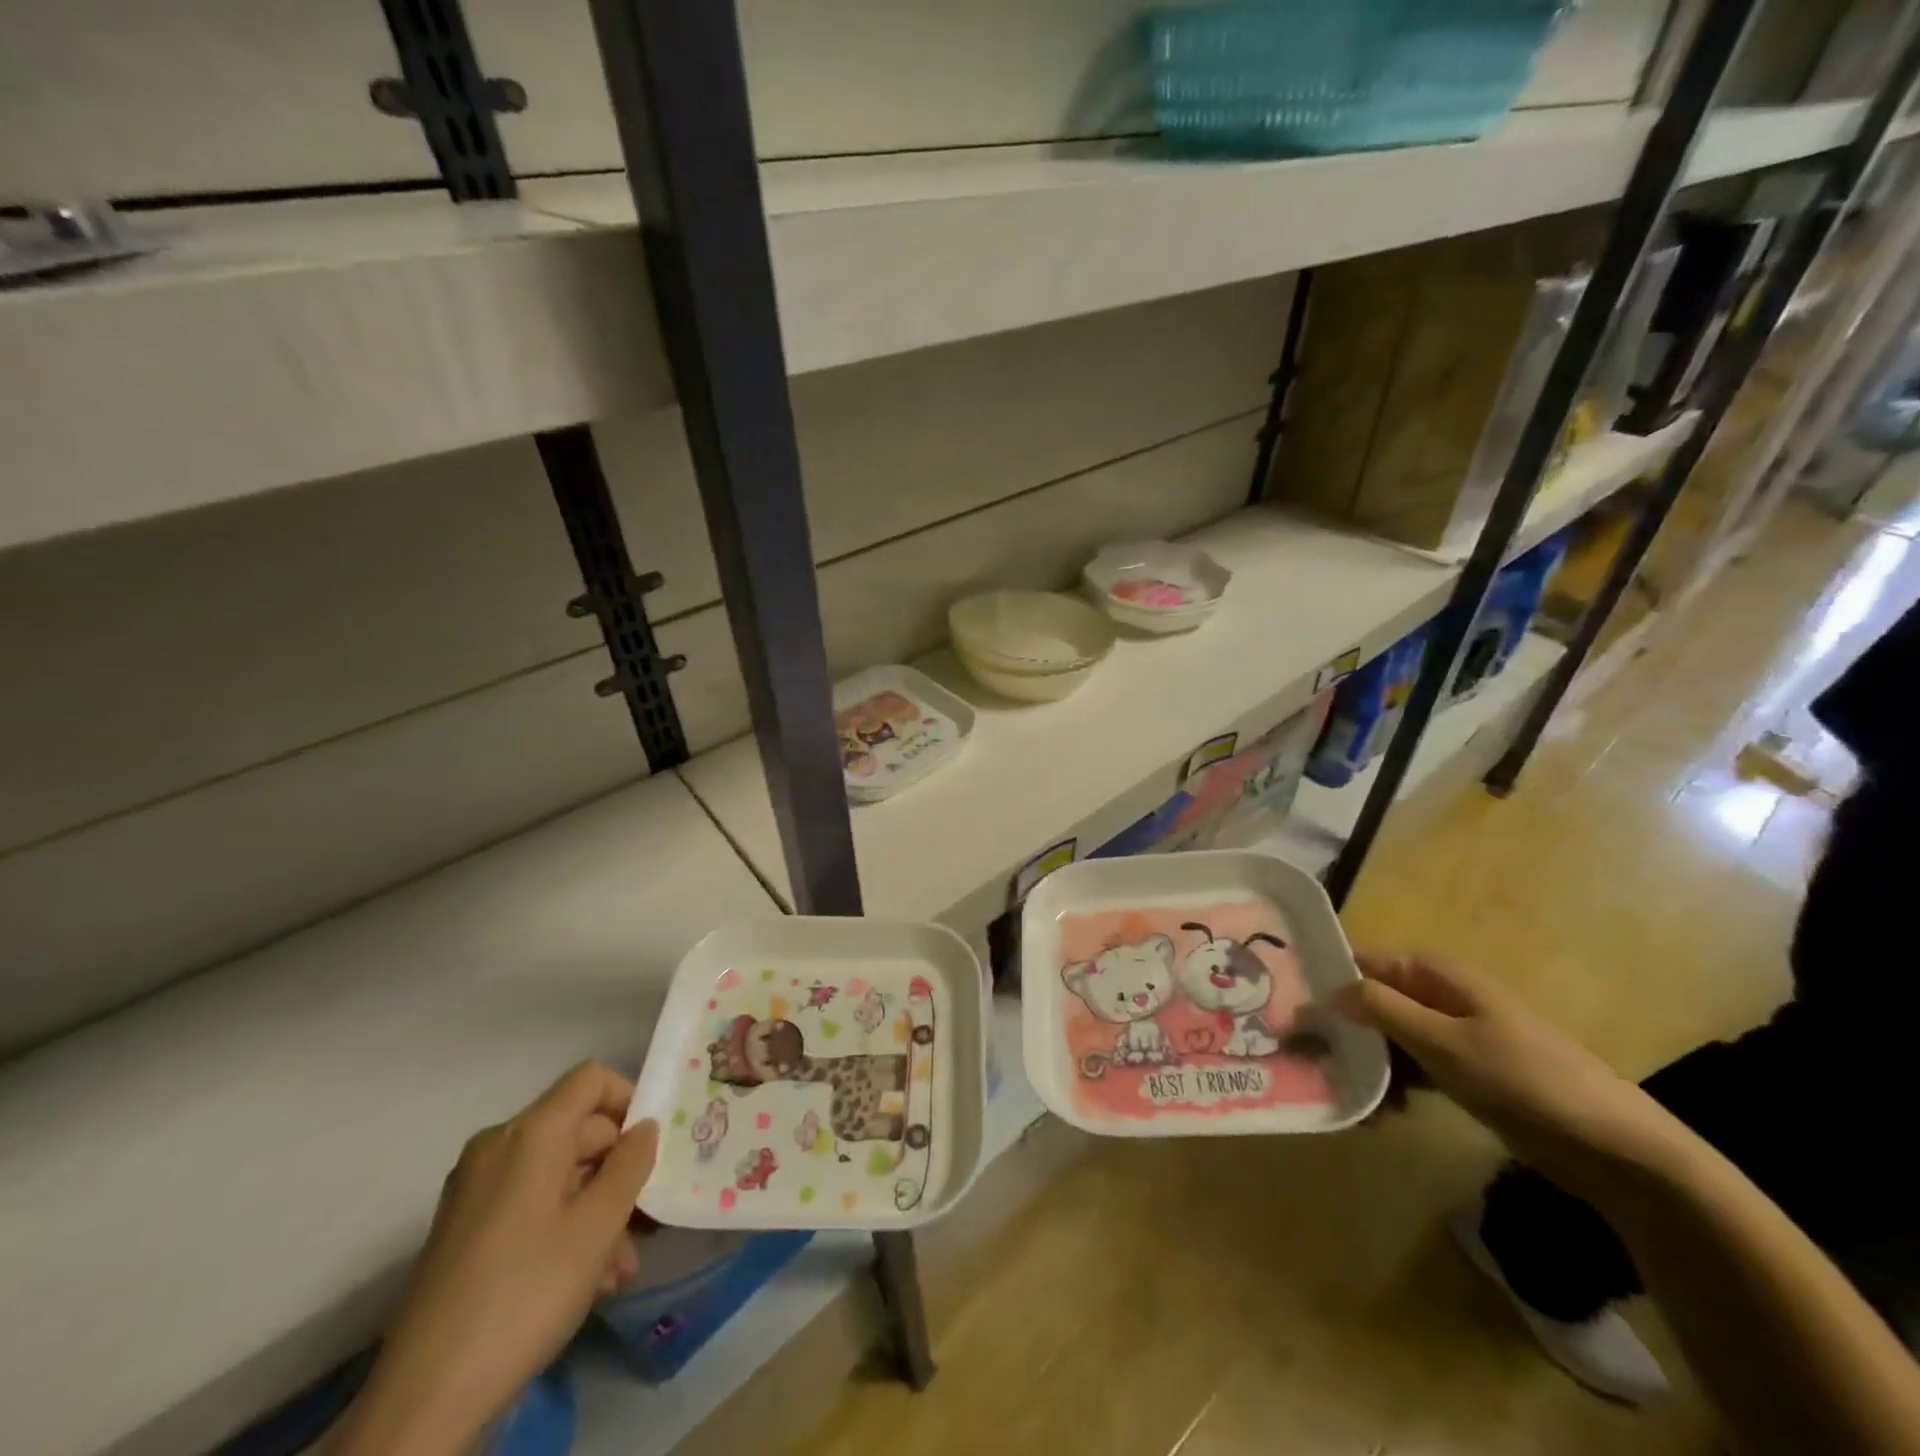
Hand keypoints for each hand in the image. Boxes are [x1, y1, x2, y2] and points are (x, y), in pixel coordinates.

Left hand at [330, 1063, 658, 1455]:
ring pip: (557, 1175)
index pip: (591, 1079)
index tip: (651, 1145)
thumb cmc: (527, 1291)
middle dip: (618, 1170)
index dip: (629, 1099)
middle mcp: (497, 1147)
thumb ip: (632, 1164)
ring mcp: (474, 1190)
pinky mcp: (463, 1231)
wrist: (425, 1399)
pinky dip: (563, 1226)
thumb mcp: (599, 1225)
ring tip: (621, 1266)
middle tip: (646, 1219)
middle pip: (577, 1129)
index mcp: (530, 1132)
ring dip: (596, 1208)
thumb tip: (644, 1128)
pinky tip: (588, 1278)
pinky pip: (529, 1204)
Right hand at [1334, 954, 1684, 1196]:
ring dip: (1367, 1064)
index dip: (1329, 979)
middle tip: (1310, 1060)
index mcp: (1437, 975)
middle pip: (1374, 1002)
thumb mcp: (1443, 1042)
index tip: (1292, 1007)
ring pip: (1391, 1039)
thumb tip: (1329, 988)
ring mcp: (1455, 1036)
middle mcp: (1442, 997)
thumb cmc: (1522, 1080)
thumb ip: (1382, 1009)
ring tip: (1346, 1096)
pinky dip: (1395, 1086)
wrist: (1614, 1148)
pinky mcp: (1467, 1073)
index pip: (1365, 962)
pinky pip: (1415, 1069)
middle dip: (1344, 1030)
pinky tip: (1381, 1114)